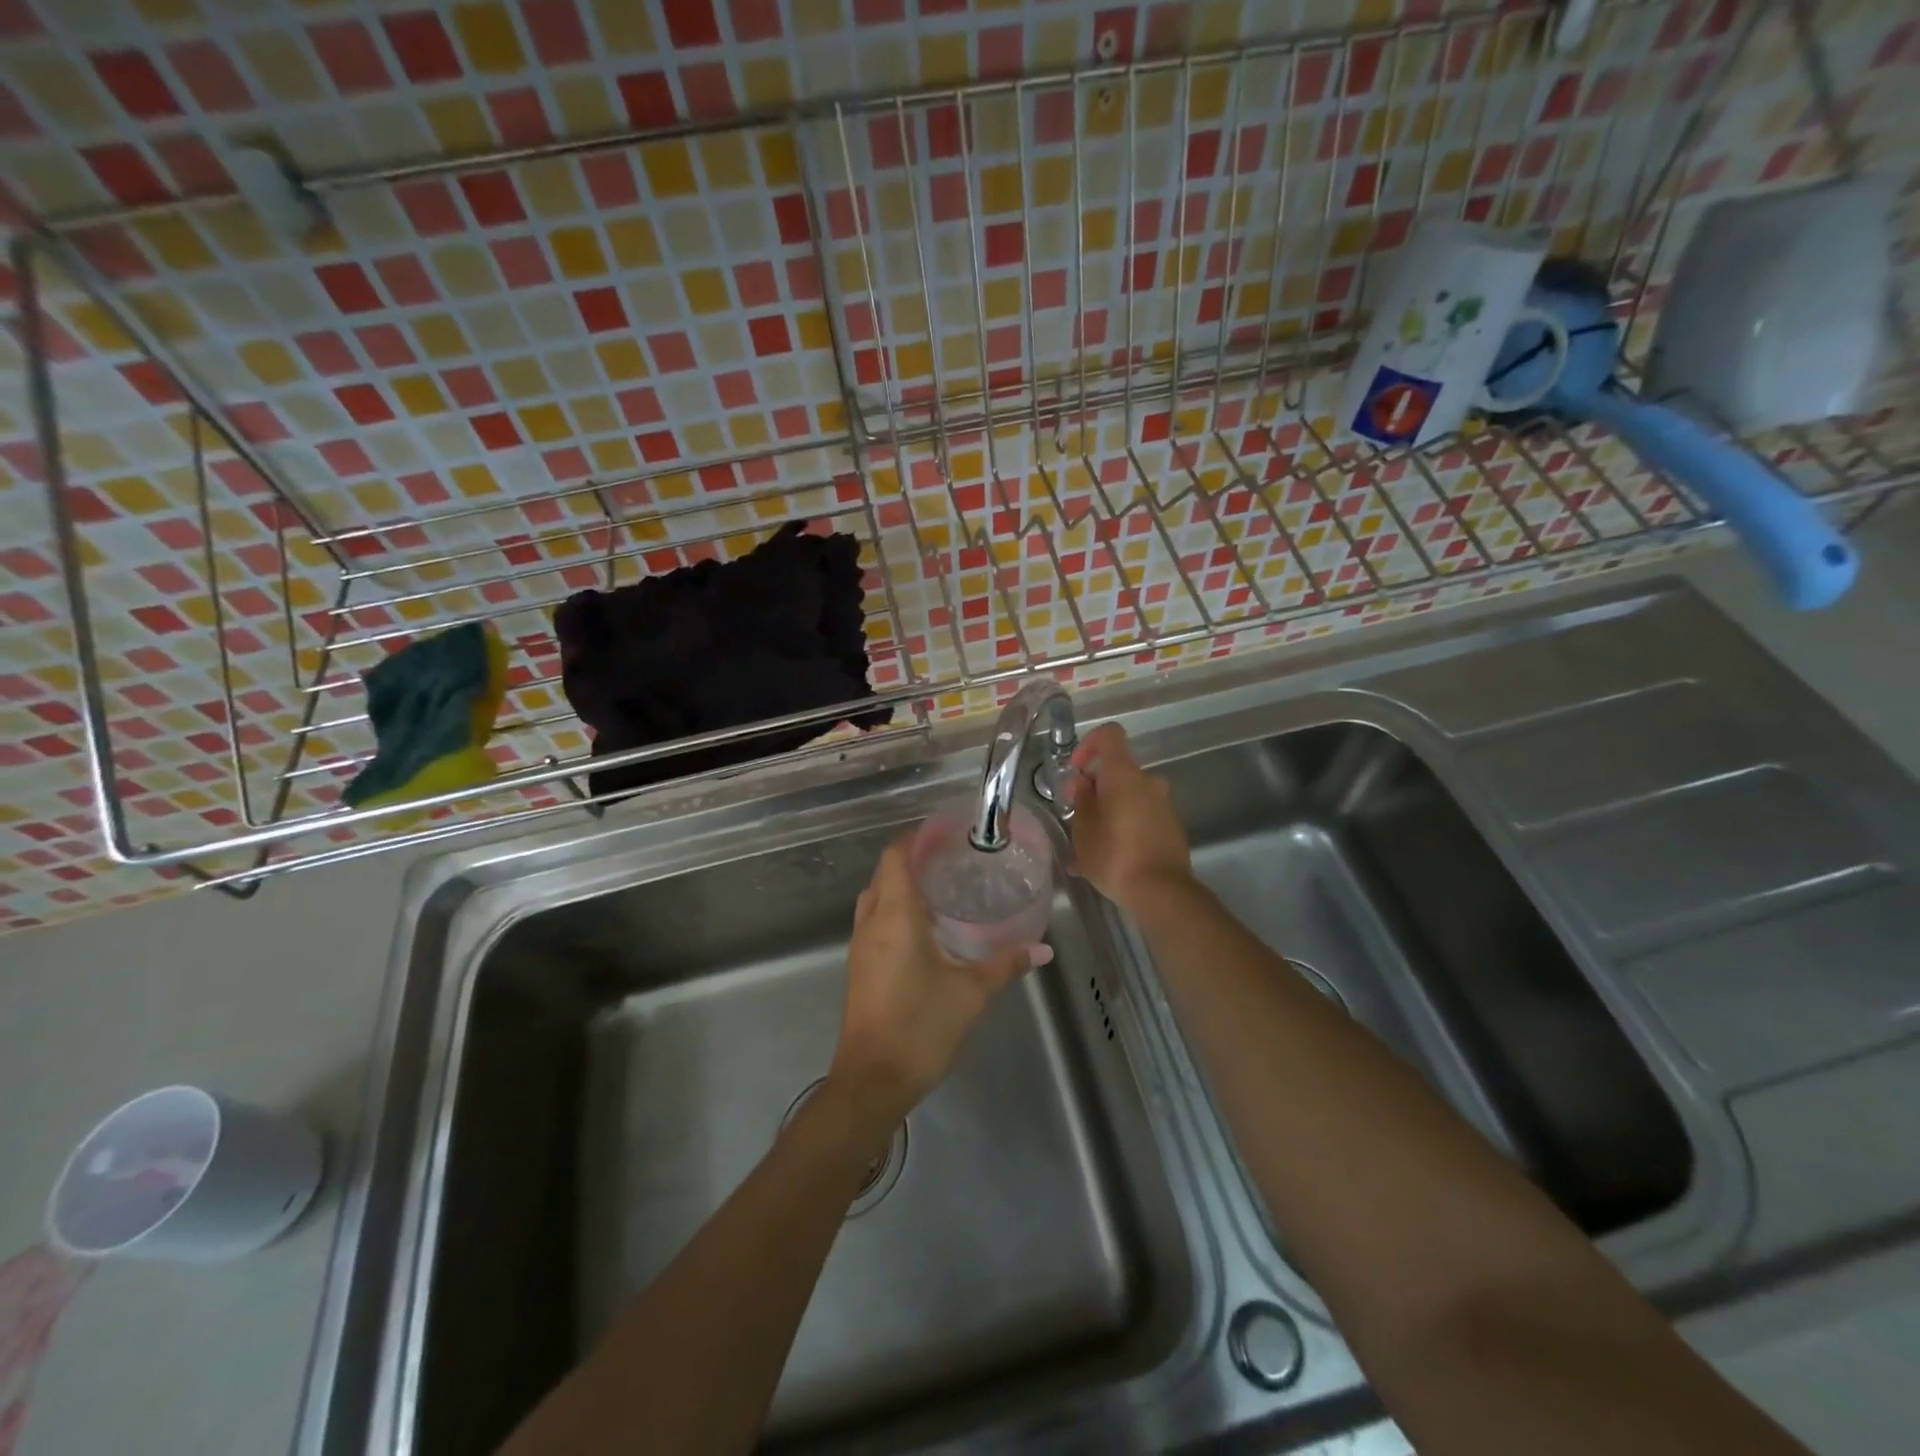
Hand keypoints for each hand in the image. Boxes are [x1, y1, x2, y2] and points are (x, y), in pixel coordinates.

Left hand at [829, 839, 1047, 1131]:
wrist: (872, 1080)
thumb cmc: (921, 1027)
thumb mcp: (972, 992)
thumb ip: (1006, 964)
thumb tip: (1043, 948)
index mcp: (895, 915)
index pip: (896, 856)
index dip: (916, 837)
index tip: (945, 831)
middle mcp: (872, 922)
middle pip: (885, 872)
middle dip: (913, 858)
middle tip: (951, 857)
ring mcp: (860, 945)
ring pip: (876, 897)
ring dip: (901, 884)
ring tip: (941, 886)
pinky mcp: (859, 966)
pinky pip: (874, 920)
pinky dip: (895, 909)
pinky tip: (925, 927)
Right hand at [1065, 723, 1192, 912]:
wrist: (1162, 892)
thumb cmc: (1115, 855)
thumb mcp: (1083, 830)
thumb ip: (1082, 800)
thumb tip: (1085, 784)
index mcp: (1124, 774)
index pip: (1110, 735)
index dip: (1089, 744)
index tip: (1076, 770)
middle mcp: (1148, 781)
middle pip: (1117, 771)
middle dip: (1095, 789)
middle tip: (1077, 819)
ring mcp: (1164, 804)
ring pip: (1128, 797)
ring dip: (1108, 812)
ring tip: (1088, 848)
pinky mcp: (1172, 826)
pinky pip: (1141, 816)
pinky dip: (1124, 827)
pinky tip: (1108, 859)